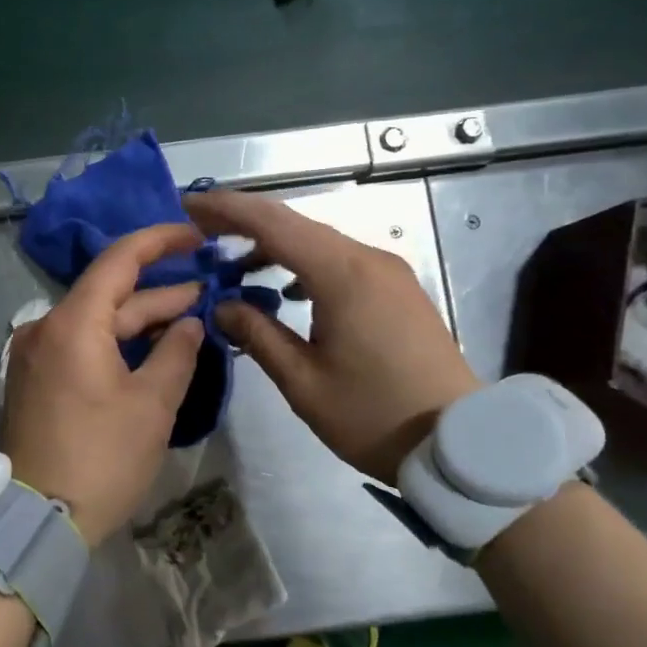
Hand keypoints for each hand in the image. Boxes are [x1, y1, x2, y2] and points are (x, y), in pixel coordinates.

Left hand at [0, 223, 206, 545]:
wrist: (36, 520)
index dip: (161, 241)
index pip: (119, 260)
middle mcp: (46, 328)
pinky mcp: (36, 380)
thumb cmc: (100, 459)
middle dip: (160, 292)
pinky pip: (82, 345)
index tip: (196, 235)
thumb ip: (177, 353)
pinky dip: (117, 343)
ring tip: (189, 317)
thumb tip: (190, 323)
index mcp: (72, 323)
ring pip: (97, 322)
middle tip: (208, 290)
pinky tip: (151, 348)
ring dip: (140, 320)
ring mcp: (36, 355)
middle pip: (110, 295)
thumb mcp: (151, 405)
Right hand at [184, 188, 478, 484]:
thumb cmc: (373, 415)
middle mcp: (367, 259)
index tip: (188, 205)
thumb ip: (258, 335)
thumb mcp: (303, 382)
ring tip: (233, 264)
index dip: (226, 210)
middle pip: (295, 224)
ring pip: (319, 241)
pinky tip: (286, 288)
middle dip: (244, 222)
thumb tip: (222, 305)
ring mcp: (388, 272)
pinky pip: (340, 260)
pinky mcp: (397, 289)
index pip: (273, 223)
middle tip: (199, 230)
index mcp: (342, 275)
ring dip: (274, 245)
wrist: (458, 441)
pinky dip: (303, 263)